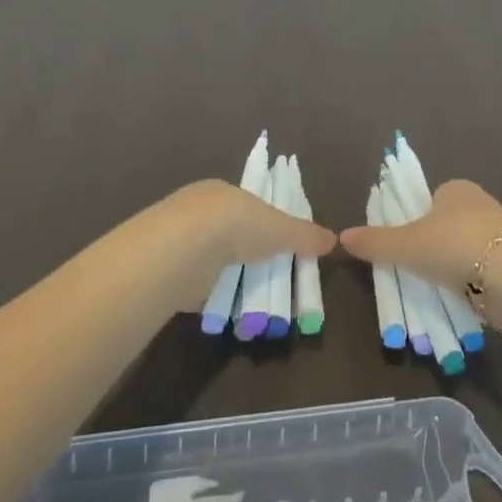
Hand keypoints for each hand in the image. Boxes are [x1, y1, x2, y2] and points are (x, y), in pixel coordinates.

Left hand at [152, 180, 334, 306]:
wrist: (182, 250)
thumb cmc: (235, 225)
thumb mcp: (279, 228)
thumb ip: (304, 235)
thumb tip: (333, 240)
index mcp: (221, 192)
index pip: (247, 206)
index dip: (265, 225)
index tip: (280, 247)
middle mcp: (197, 212)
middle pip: (231, 235)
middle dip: (249, 255)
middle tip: (273, 278)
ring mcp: (180, 242)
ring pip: (214, 261)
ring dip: (231, 277)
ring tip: (256, 300)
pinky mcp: (169, 273)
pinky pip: (199, 285)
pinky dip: (214, 296)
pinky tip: (229, 309)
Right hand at [338, 179, 501, 292]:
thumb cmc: (454, 245)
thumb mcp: (406, 245)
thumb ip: (375, 242)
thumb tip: (342, 237)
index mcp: (456, 188)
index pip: (429, 199)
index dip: (414, 219)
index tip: (405, 245)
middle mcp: (481, 204)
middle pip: (447, 225)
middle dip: (434, 246)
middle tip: (416, 271)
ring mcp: (501, 233)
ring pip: (466, 250)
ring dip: (454, 267)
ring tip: (436, 290)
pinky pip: (484, 271)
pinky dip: (472, 284)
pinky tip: (462, 299)